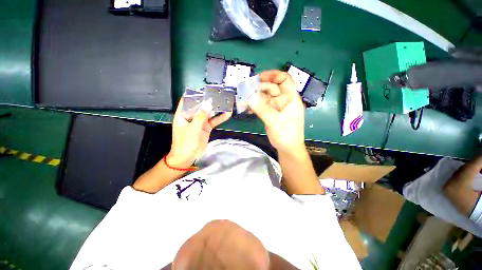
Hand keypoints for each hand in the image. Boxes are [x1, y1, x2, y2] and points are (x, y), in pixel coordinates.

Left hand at [168, 98, 231, 167]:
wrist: (188, 157)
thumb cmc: (185, 143)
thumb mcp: (193, 128)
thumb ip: (201, 116)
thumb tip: (208, 104)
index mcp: (183, 115)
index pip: (187, 101)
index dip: (194, 95)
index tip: (204, 90)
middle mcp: (191, 117)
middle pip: (200, 106)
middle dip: (208, 101)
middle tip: (218, 95)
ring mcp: (200, 122)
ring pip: (208, 113)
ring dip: (216, 109)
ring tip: (224, 103)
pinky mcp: (206, 128)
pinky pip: (214, 121)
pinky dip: (220, 118)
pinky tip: (227, 114)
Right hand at [248, 70, 304, 152]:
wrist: (287, 148)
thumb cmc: (286, 135)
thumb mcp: (274, 122)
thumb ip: (262, 109)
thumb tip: (249, 96)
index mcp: (290, 98)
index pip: (285, 80)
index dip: (273, 75)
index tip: (259, 77)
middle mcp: (284, 100)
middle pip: (272, 87)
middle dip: (260, 87)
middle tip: (246, 90)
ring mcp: (277, 107)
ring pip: (265, 97)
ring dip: (255, 97)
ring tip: (244, 99)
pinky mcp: (271, 113)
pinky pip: (262, 105)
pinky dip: (255, 105)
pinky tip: (247, 108)